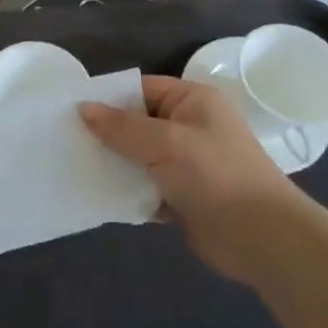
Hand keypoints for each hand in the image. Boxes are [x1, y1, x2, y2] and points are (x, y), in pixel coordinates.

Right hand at [80, 75, 300, 279]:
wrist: (261, 238)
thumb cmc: (215, 176)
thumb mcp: (165, 142)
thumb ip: (121, 127)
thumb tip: (83, 107)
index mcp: (192, 101)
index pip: (140, 89)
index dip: (107, 99)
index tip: (70, 111)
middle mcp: (189, 126)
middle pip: (137, 123)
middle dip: (106, 135)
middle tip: (65, 142)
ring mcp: (187, 163)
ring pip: (139, 157)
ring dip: (114, 165)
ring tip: (74, 168)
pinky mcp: (183, 195)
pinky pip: (146, 186)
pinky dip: (128, 191)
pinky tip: (100, 196)